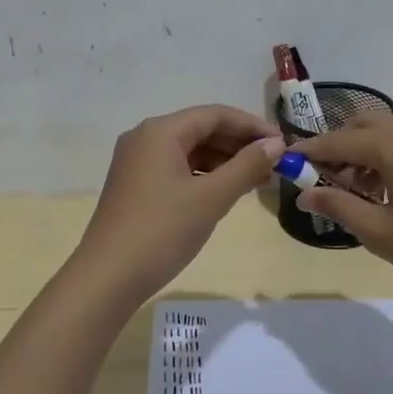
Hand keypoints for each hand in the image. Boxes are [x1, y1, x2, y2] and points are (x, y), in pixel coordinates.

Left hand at [74, 105, 284, 301]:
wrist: (108, 278)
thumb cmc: (162, 231)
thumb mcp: (211, 198)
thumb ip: (246, 166)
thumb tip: (276, 145)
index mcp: (160, 131)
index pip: (215, 115)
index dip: (252, 126)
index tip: (283, 144)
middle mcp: (145, 139)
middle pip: (201, 130)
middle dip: (239, 145)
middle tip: (275, 165)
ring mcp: (137, 163)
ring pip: (190, 152)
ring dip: (224, 163)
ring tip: (258, 181)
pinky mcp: (136, 186)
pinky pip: (178, 170)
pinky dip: (204, 177)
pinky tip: (227, 192)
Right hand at [291, 112, 392, 313]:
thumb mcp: (378, 232)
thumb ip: (337, 205)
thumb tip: (304, 193)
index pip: (339, 140)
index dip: (310, 151)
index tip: (286, 162)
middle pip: (364, 126)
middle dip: (339, 147)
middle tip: (324, 181)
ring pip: (387, 133)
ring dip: (363, 153)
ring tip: (354, 193)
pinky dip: (387, 158)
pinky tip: (384, 193)